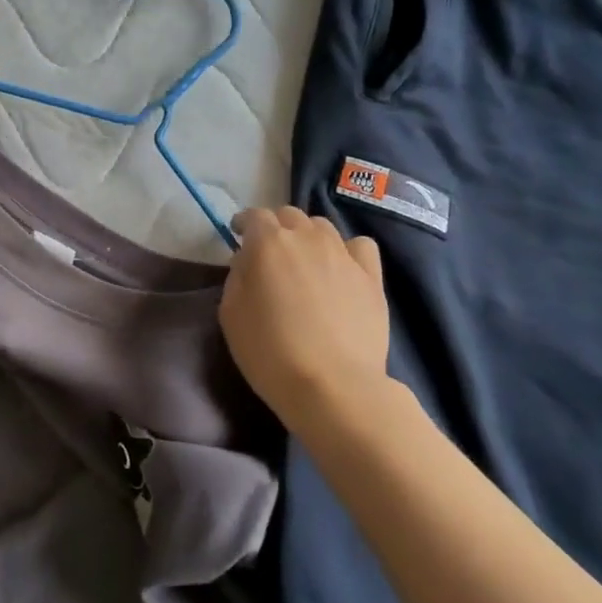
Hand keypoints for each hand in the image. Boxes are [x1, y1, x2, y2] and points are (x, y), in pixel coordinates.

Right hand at [218, 207, 395, 427]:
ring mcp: (343, 254)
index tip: (238, 237)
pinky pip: (360, 246)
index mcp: (269, 243)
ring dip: (308, 236)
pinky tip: (341, 268)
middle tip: (269, 254)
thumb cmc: (270, 352)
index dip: (244, 224)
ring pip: (322, 227)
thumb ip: (237, 277)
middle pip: (289, 216)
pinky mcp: (371, 277)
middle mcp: (307, 238)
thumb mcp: (230, 314)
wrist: (333, 386)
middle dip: (276, 228)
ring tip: (305, 261)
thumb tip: (248, 263)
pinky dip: (347, 250)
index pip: (254, 216)